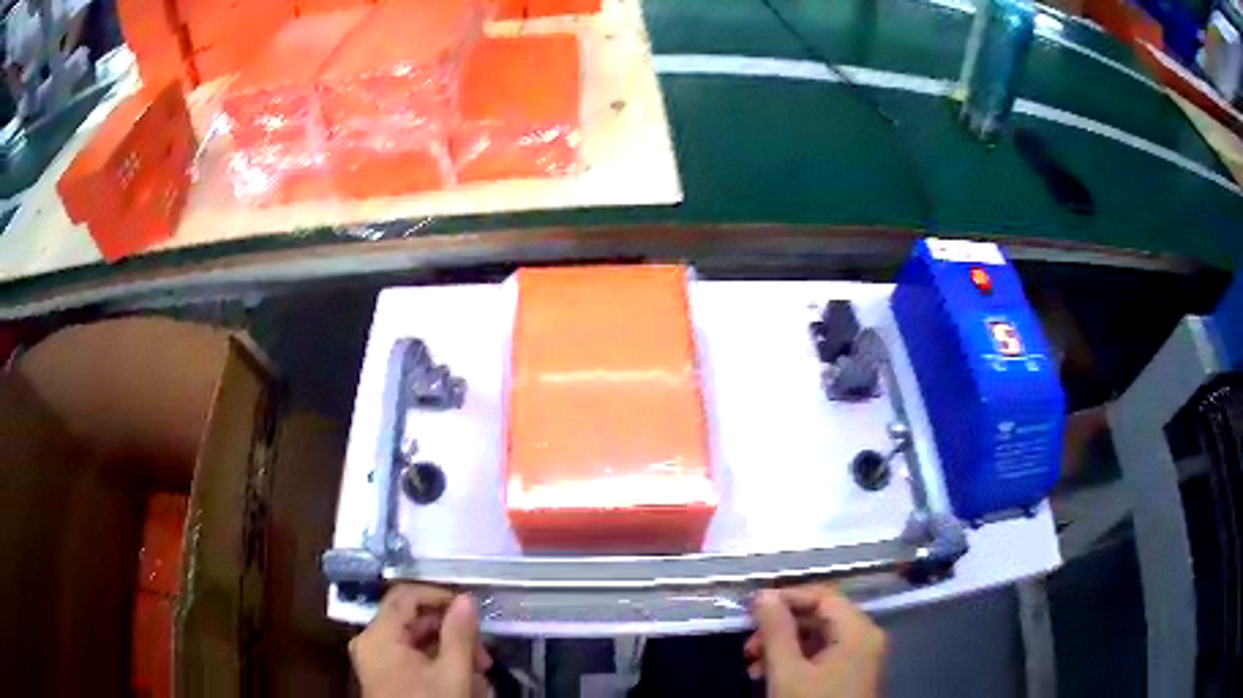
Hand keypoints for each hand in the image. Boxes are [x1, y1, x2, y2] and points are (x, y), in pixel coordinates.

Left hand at [350, 585, 491, 697]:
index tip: (472, 610)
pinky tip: (465, 685)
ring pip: (418, 641)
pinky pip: (413, 659)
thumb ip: (459, 635)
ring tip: (480, 677)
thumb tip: (467, 600)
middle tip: (483, 656)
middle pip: (414, 620)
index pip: (406, 596)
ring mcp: (377, 660)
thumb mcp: (451, 674)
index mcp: (379, 636)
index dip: (440, 596)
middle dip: (453, 635)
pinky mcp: (386, 676)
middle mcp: (371, 642)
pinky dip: (440, 666)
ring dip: (452, 654)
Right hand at [744, 584, 885, 697]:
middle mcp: (864, 637)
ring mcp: (858, 657)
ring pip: (817, 637)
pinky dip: (794, 661)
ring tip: (752, 665)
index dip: (787, 596)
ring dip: (782, 647)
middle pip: (819, 617)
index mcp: (857, 631)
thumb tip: (763, 595)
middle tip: (748, 644)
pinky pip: (821, 655)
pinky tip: (768, 676)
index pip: (823, 596)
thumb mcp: (787, 672)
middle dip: (780, 628)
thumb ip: (776, 631)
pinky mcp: (849, 674)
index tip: (752, 607)